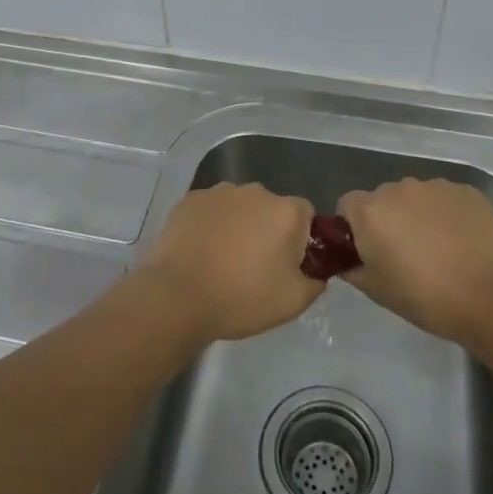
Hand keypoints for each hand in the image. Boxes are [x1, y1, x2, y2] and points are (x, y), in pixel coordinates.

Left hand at [137, 183, 322, 342]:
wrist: (177, 296)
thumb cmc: (241, 298)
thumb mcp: (293, 302)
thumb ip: (316, 281)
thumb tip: (315, 271)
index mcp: (286, 211)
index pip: (306, 215)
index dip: (300, 240)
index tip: (287, 265)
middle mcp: (256, 191)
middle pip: (272, 208)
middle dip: (268, 230)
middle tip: (254, 266)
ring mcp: (220, 192)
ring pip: (240, 207)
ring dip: (239, 225)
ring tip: (223, 260)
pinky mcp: (190, 199)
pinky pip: (211, 209)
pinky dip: (211, 224)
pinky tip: (200, 251)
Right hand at [338, 178, 492, 342]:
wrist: (490, 297)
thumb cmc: (425, 297)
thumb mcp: (376, 290)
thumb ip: (352, 268)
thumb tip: (346, 260)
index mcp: (371, 211)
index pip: (348, 205)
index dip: (354, 227)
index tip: (369, 250)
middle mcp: (400, 188)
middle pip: (384, 198)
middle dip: (389, 219)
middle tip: (404, 253)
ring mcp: (436, 186)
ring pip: (416, 196)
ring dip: (418, 214)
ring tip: (438, 249)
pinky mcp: (467, 191)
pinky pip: (446, 199)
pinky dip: (447, 215)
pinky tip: (461, 242)